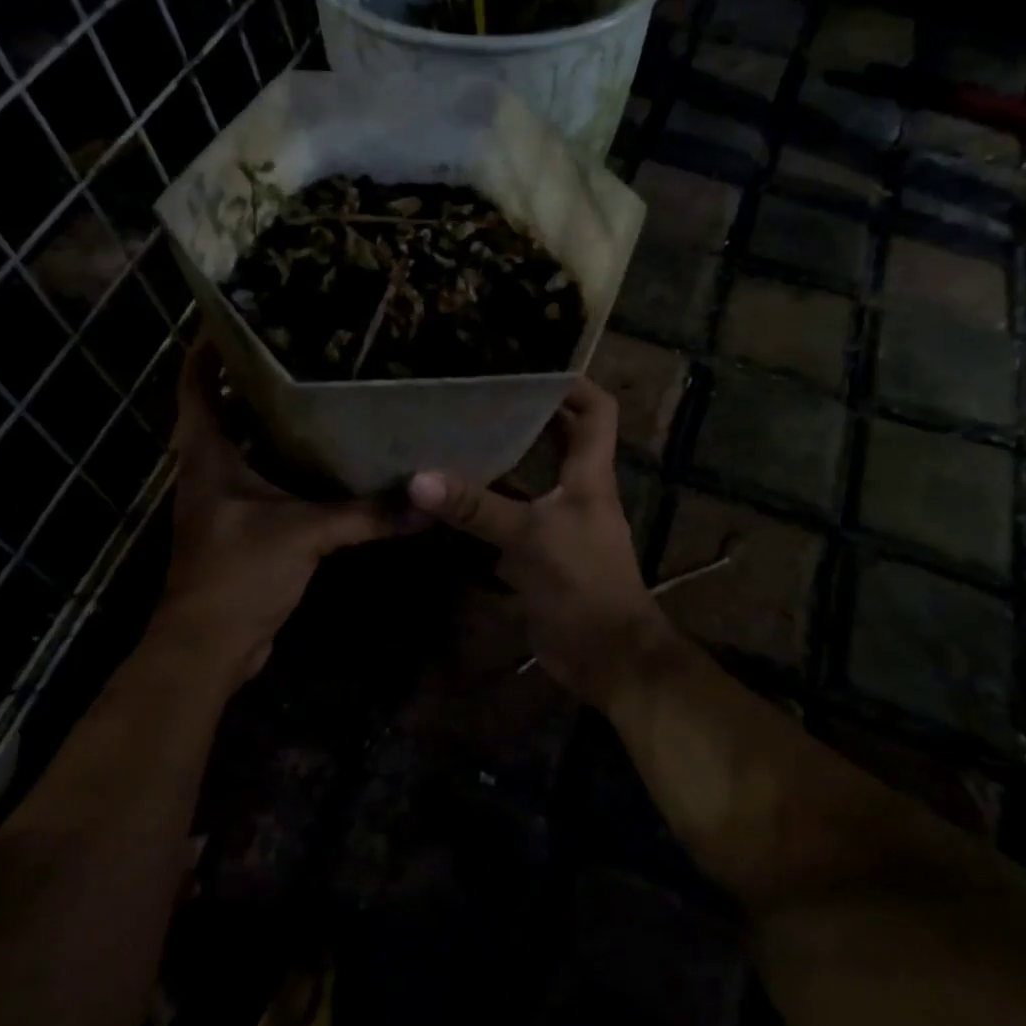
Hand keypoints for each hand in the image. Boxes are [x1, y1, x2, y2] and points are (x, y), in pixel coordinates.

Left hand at [156, 338, 404, 687]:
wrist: (210, 646)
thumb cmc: (238, 573)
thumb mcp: (305, 533)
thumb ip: (366, 514)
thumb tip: (426, 500)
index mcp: (207, 456)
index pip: (197, 386)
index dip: (207, 349)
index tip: (234, 316)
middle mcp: (209, 470)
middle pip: (223, 409)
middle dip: (251, 378)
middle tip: (298, 348)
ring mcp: (225, 500)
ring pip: (247, 446)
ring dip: (273, 421)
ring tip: (319, 391)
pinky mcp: (245, 527)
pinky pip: (267, 480)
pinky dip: (290, 464)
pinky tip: (327, 458)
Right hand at [407, 379, 669, 706]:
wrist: (607, 656)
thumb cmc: (583, 584)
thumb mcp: (529, 538)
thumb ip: (476, 508)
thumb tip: (418, 478)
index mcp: (590, 475)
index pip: (596, 411)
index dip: (570, 384)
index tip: (528, 369)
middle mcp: (577, 491)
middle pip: (559, 438)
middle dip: (526, 416)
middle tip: (478, 399)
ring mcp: (559, 523)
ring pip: (530, 478)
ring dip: (500, 460)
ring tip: (456, 438)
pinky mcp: (540, 553)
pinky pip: (511, 517)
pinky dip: (486, 505)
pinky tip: (451, 498)